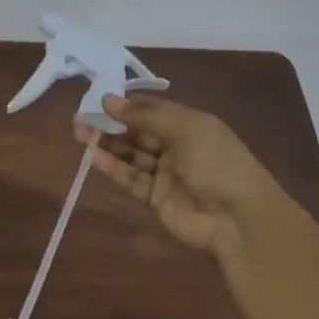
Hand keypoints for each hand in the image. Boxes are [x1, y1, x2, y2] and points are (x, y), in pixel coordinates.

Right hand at [79, 95, 280, 257]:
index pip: (151, 109)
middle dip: (110, 125)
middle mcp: (177, 146)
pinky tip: (94, 158)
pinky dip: (114, 169)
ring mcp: (167, 174)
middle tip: (80, 118)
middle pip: (138, 132)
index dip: (125, 105)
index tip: (97, 100)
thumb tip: (109, 99)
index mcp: (189, 123)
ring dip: (107, 145)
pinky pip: (132, 179)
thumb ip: (144, 116)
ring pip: (131, 155)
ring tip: (80, 135)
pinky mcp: (157, 199)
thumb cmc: (216, 162)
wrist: (238, 219)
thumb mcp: (184, 129)